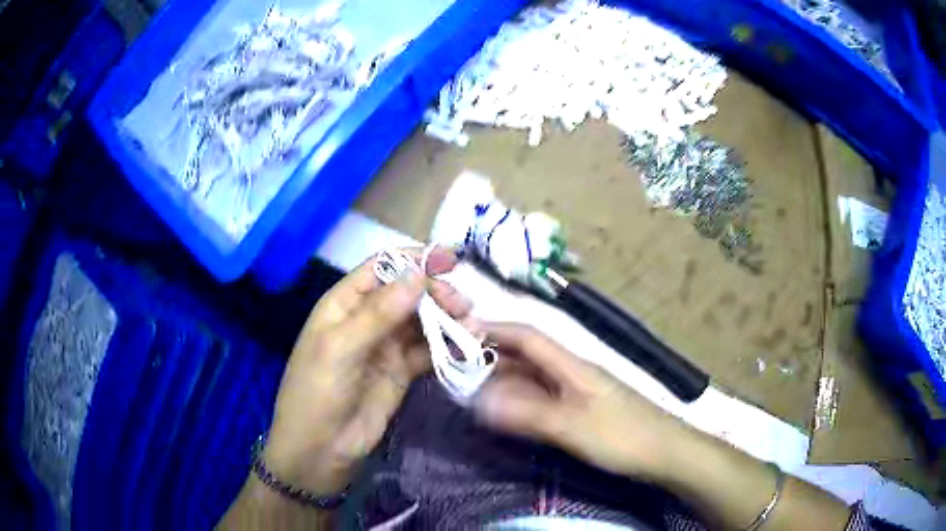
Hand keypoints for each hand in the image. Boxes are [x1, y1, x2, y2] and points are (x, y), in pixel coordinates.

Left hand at [262, 247, 471, 495]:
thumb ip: (379, 313)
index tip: (451, 259)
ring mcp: (386, 346)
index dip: (415, 260)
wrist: (320, 449)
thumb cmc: (318, 392)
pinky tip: (467, 346)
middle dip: (436, 293)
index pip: (383, 268)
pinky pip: (428, 351)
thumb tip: (417, 274)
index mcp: (344, 303)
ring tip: (473, 325)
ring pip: (422, 321)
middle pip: (408, 293)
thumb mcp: (341, 349)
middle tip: (462, 304)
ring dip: (448, 319)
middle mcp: (368, 319)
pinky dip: (448, 346)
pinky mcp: (401, 371)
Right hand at [473, 323, 686, 481]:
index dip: (494, 329)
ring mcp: (578, 392)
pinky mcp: (582, 410)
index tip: (458, 332)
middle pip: (528, 355)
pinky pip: (543, 398)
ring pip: (534, 378)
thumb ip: (527, 413)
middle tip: (456, 369)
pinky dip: (520, 401)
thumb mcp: (571, 426)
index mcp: (572, 365)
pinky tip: (507, 413)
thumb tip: (479, 399)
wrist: (665, 452)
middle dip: (492, 357)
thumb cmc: (622, 436)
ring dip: (504, 381)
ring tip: (471, 391)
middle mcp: (573, 372)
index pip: (528, 336)